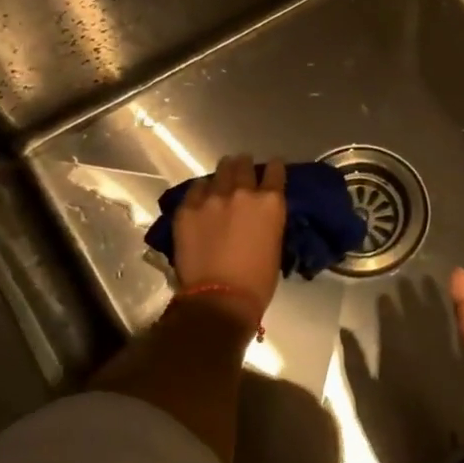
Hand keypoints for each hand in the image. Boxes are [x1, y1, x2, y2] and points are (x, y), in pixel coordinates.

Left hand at [173, 155, 287, 327]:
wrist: (220, 298)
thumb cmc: (258, 281)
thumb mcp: (274, 243)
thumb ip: (268, 221)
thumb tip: (261, 215)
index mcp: (270, 202)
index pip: (275, 170)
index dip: (274, 167)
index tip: (272, 168)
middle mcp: (243, 192)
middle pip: (244, 165)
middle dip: (244, 164)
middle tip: (242, 168)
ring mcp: (212, 198)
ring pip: (220, 171)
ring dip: (224, 172)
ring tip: (223, 175)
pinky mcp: (188, 209)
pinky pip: (195, 189)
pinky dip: (201, 190)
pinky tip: (201, 195)